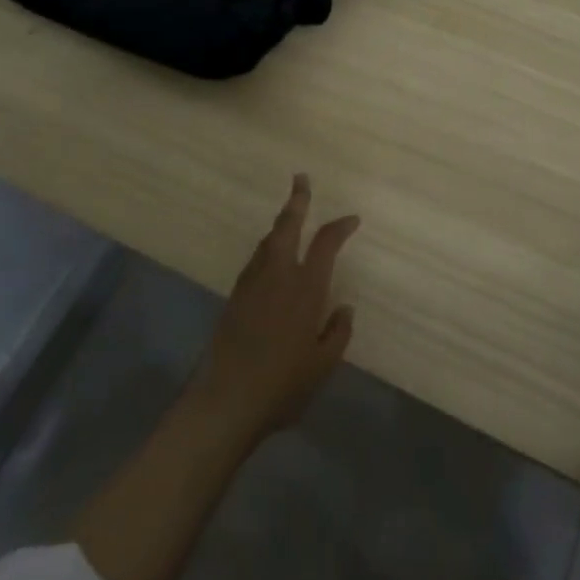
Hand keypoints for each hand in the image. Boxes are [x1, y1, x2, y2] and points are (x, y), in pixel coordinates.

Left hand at [188, 174, 357, 444]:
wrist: (227, 400)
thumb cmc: (283, 384)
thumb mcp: (323, 364)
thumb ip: (337, 332)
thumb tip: (344, 308)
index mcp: (305, 288)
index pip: (325, 244)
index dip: (340, 227)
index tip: (352, 219)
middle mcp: (277, 276)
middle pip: (287, 227)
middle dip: (296, 201)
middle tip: (301, 180)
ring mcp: (252, 285)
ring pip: (267, 242)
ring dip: (280, 225)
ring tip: (289, 217)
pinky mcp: (234, 298)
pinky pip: (255, 261)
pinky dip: (267, 249)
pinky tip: (270, 258)